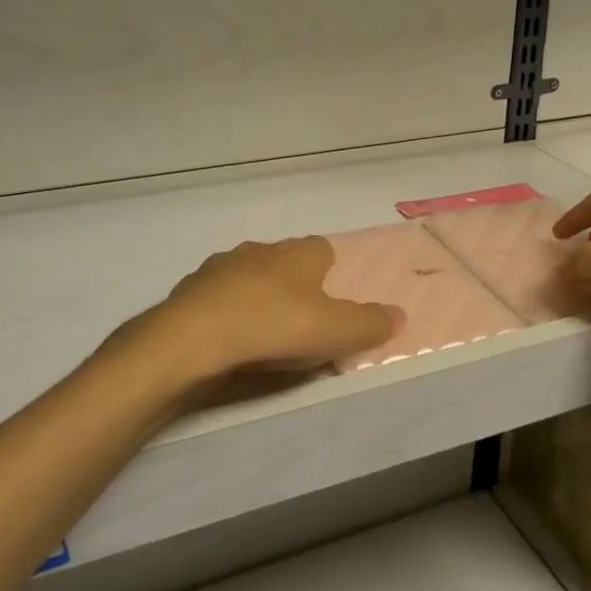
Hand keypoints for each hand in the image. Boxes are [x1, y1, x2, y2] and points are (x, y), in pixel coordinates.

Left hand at [148, 236, 401, 379]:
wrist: (194, 338)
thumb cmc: (276, 326)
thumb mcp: (337, 331)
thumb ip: (372, 323)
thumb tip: (400, 314)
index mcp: (299, 253)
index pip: (324, 250)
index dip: (332, 273)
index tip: (334, 302)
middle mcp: (261, 250)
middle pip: (285, 262)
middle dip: (294, 286)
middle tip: (302, 322)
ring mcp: (221, 267)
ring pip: (248, 277)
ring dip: (257, 298)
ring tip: (263, 335)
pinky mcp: (190, 290)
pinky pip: (217, 299)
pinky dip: (225, 313)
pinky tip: (228, 340)